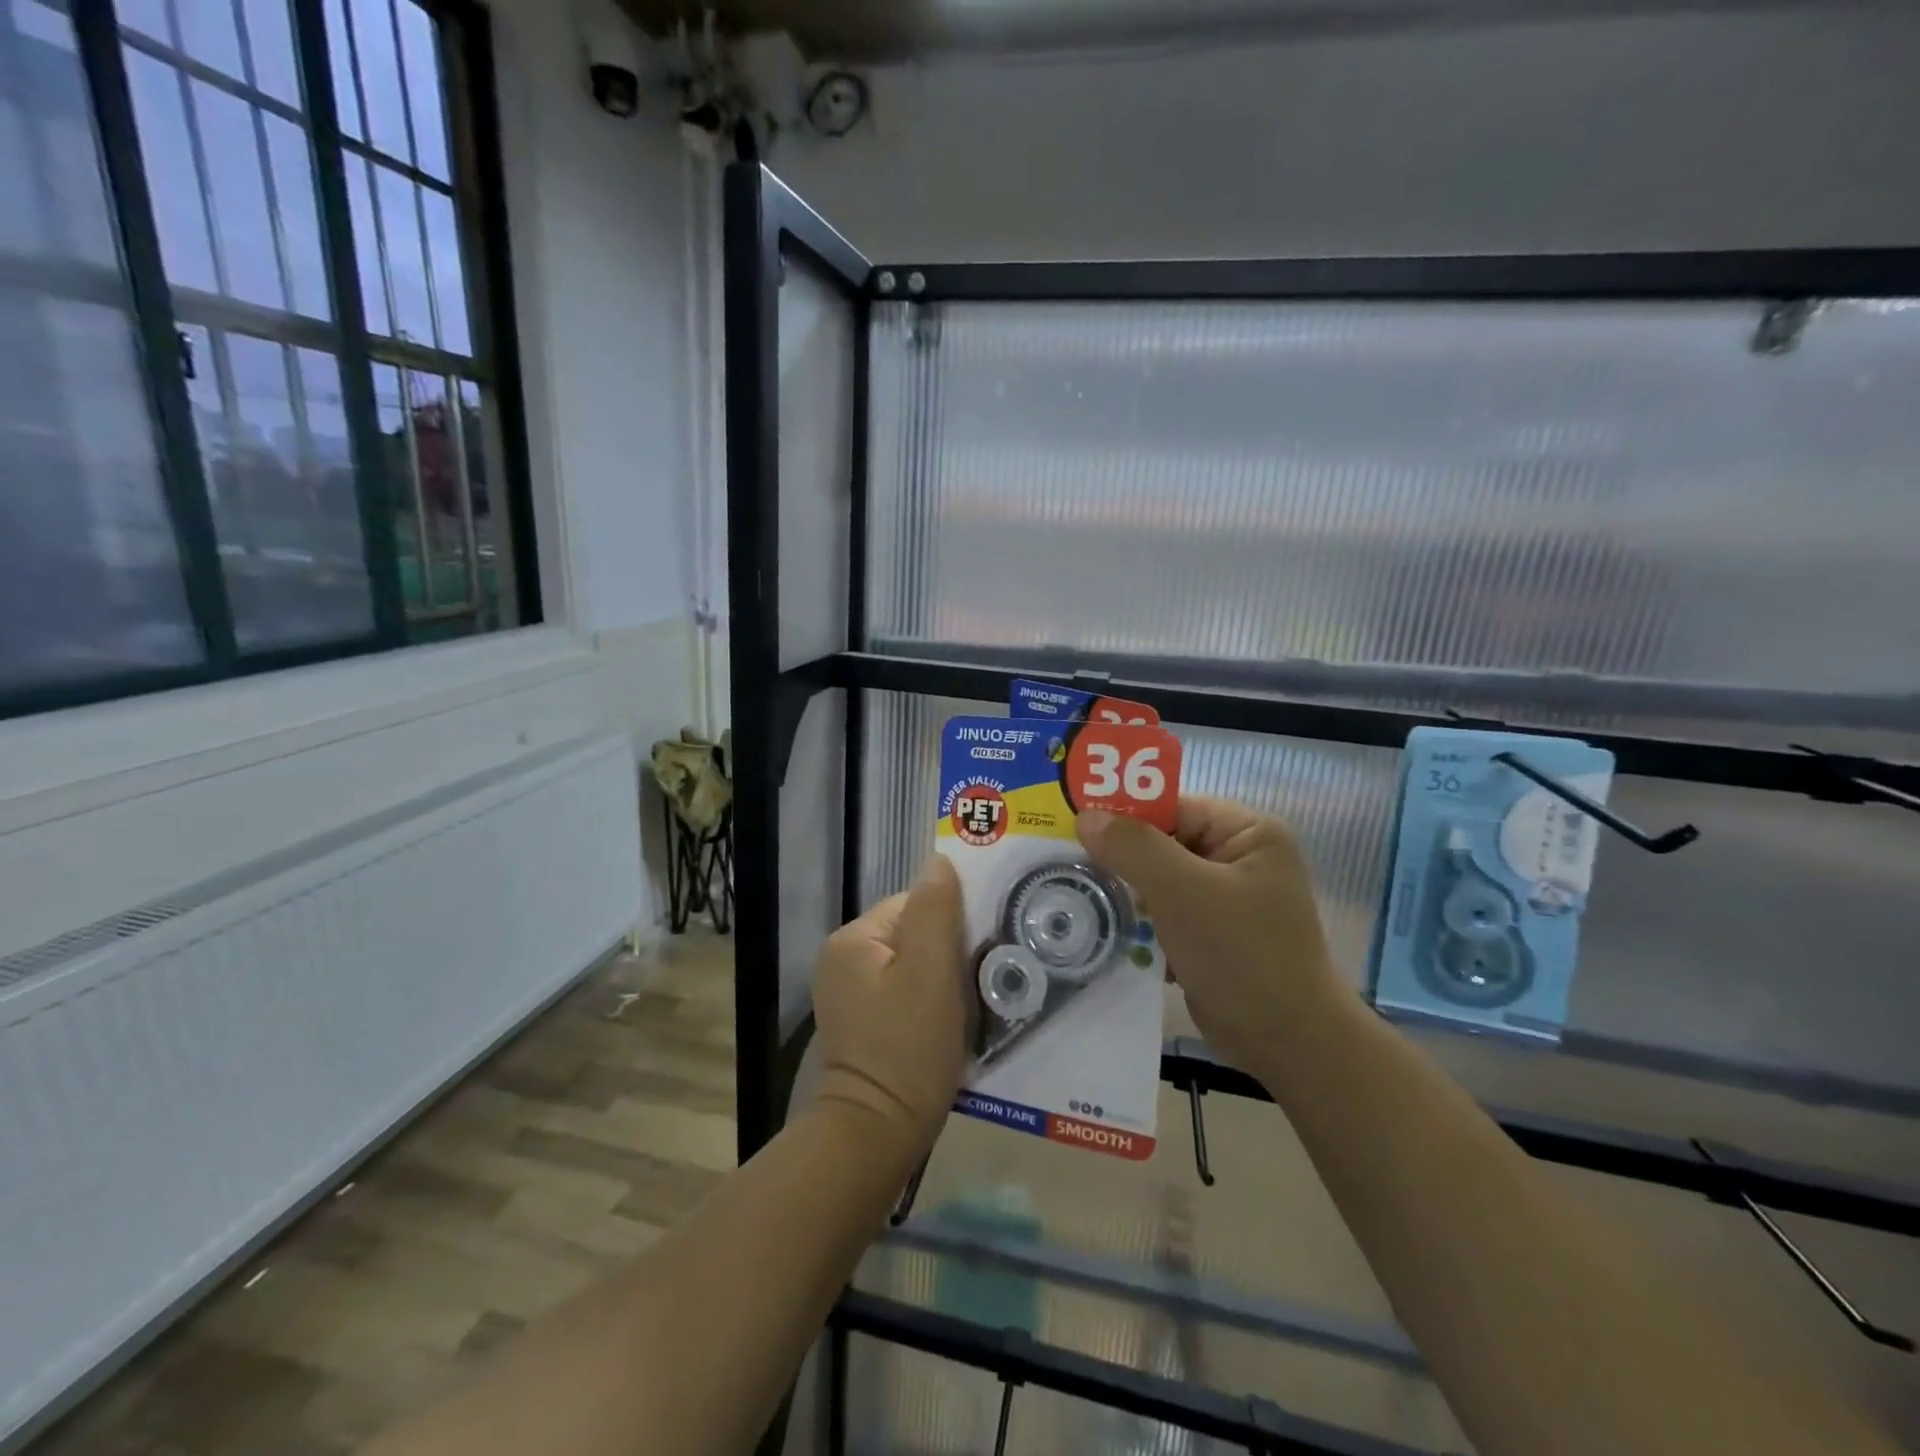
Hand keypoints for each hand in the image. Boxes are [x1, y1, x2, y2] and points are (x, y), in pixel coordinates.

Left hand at [808, 855, 970, 1164]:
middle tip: (975, 986)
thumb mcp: (931, 973)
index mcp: (854, 939)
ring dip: (942, 980)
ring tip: (963, 1010)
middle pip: (913, 933)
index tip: (976, 957)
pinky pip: (903, 992)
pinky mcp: (860, 1023)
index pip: (915, 905)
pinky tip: (945, 1027)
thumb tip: (939, 860)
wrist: (874, 1137)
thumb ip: (936, 911)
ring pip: (912, 964)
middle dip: (947, 954)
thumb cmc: (908, 1050)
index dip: (952, 926)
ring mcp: (848, 993)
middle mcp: (843, 958)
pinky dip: (928, 1003)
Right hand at [1077, 797, 1343, 1078]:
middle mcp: (1238, 856)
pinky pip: (1164, 910)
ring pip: (1158, 878)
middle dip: (1120, 857)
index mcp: (1247, 832)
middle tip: (1069, 864)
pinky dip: (1139, 919)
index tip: (1073, 829)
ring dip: (1126, 891)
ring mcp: (1225, 896)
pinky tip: (1109, 928)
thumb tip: (1085, 816)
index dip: (1124, 815)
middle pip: (1162, 841)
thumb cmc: (1241, 955)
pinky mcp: (1212, 931)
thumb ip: (1133, 848)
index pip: (1172, 807)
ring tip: (1081, 897)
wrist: (1288, 1043)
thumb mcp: (1182, 892)